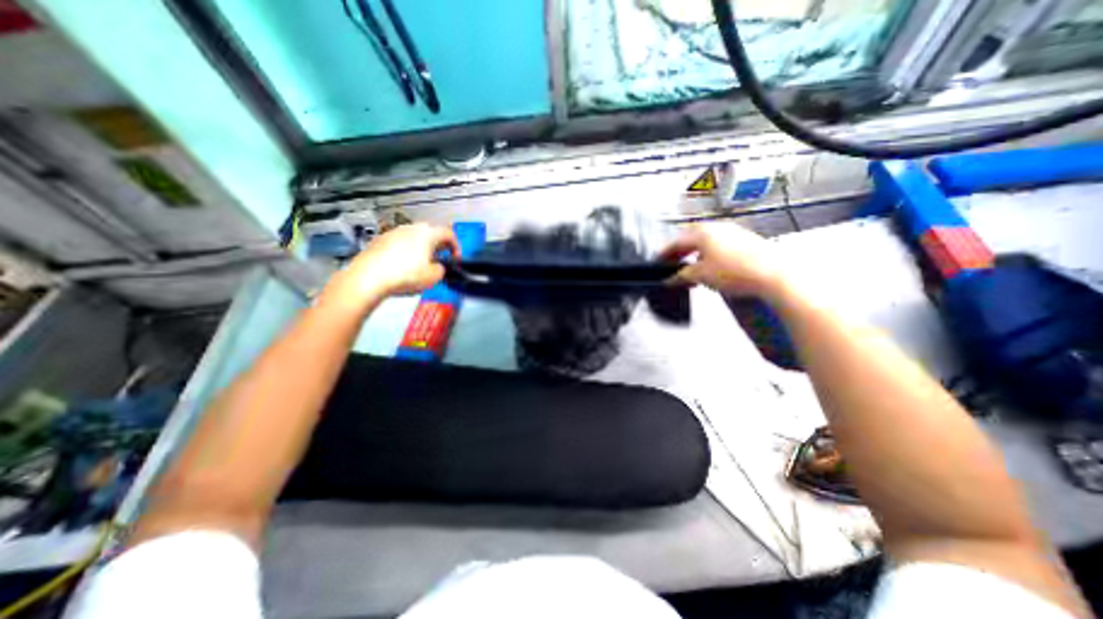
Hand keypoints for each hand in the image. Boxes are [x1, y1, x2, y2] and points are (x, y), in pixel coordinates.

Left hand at [322, 223, 458, 312]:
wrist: (369, 278)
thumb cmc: (404, 275)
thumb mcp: (434, 277)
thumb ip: (442, 269)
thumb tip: (438, 268)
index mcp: (428, 233)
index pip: (449, 234)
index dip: (456, 246)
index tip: (456, 258)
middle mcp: (411, 228)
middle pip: (431, 233)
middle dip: (438, 246)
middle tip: (441, 259)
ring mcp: (393, 233)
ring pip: (414, 238)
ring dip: (421, 249)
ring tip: (421, 265)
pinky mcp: (379, 241)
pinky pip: (399, 244)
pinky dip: (405, 252)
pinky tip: (403, 267)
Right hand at [657, 221, 788, 298]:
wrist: (773, 274)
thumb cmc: (734, 271)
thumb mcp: (701, 275)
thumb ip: (682, 276)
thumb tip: (670, 279)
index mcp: (703, 232)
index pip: (677, 242)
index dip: (665, 253)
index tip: (658, 261)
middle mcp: (718, 228)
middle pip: (692, 239)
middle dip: (680, 252)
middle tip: (672, 264)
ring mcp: (734, 233)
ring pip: (707, 242)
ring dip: (695, 254)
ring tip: (691, 269)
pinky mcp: (747, 241)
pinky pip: (720, 246)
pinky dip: (710, 255)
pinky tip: (711, 268)